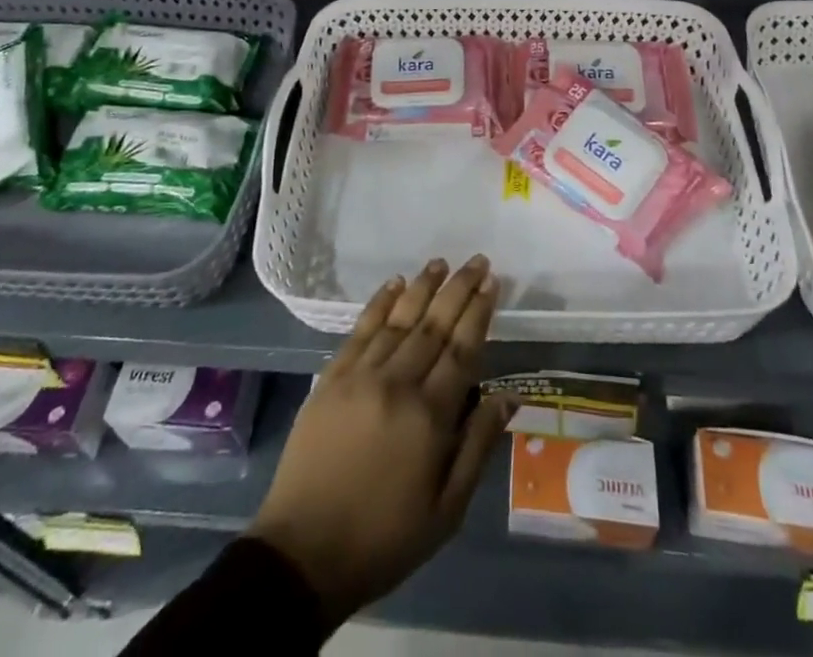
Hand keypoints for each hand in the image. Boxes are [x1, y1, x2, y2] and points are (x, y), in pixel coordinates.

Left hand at [248, 256, 511, 627]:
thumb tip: (508, 396)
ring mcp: (360, 375)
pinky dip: (380, 303)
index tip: (492, 283)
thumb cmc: (384, 538)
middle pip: (434, 325)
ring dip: (422, 287)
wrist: (304, 552)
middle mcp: (397, 383)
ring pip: (399, 319)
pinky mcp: (331, 376)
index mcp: (429, 417)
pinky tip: (394, 284)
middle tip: (477, 260)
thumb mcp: (446, 510)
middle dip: (458, 289)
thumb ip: (477, 446)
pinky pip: (361, 329)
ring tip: (441, 262)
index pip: (462, 349)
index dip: (479, 313)